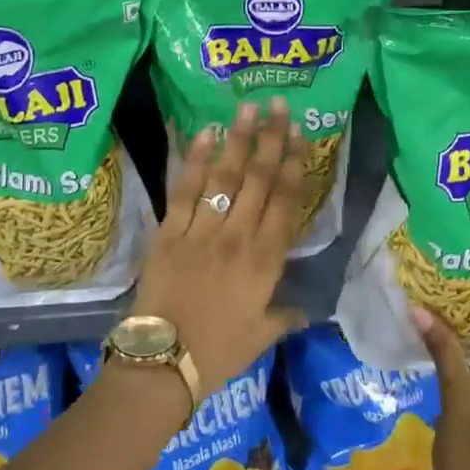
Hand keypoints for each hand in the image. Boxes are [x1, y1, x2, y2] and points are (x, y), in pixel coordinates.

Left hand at [131, 98, 308, 389]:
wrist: (164, 364)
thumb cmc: (219, 352)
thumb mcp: (262, 336)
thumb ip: (286, 316)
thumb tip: (306, 310)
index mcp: (266, 261)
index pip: (286, 201)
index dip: (294, 164)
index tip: (299, 134)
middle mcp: (239, 237)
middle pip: (259, 179)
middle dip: (271, 139)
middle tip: (278, 105)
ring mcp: (202, 231)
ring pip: (224, 177)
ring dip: (237, 140)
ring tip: (247, 108)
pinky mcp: (169, 232)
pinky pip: (183, 190)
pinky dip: (193, 160)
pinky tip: (203, 133)